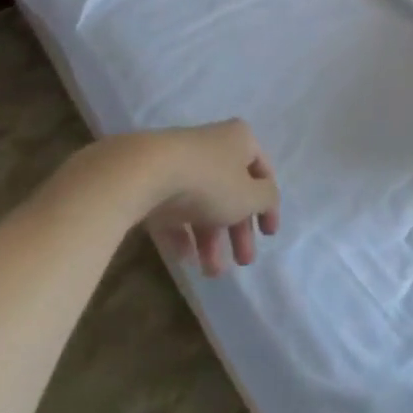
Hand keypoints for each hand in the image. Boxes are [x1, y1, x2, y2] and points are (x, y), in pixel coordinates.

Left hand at [49, 122, 280, 276]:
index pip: (262, 172)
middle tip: (243, 262)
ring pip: (202, 204)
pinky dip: (181, 234)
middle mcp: (212, 146)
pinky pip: (173, 210)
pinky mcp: (152, 181)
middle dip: (238, 231)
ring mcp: (180, 163)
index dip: (269, 205)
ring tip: (211, 272)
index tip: (269, 235)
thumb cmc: (209, 181)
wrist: (143, 173)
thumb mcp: (250, 196)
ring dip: (210, 240)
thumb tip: (266, 199)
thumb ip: (266, 200)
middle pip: (231, 191)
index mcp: (240, 140)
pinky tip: (185, 260)